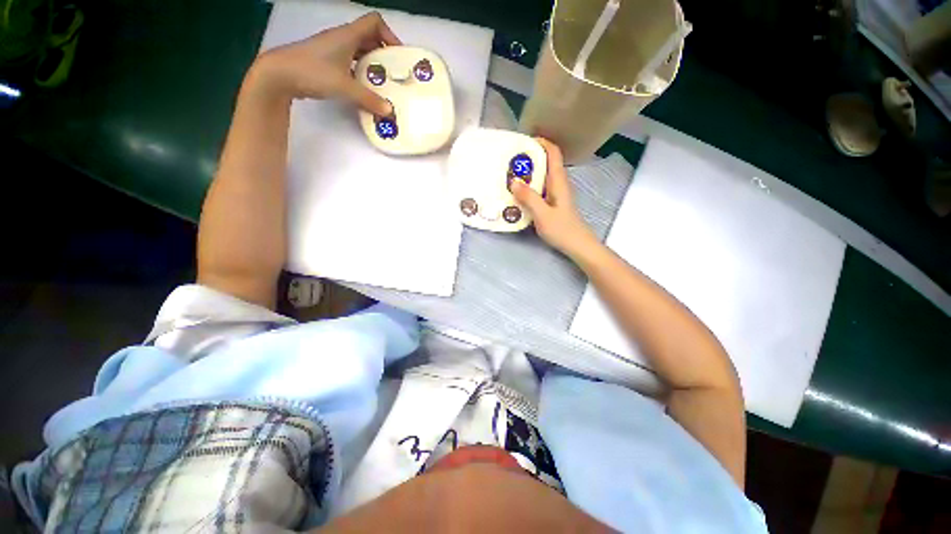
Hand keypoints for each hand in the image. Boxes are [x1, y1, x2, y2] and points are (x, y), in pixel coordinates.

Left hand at [250, 12, 400, 114]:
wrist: (280, 74)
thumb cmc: (313, 72)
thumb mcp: (345, 87)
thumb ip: (369, 99)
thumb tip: (389, 111)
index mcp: (348, 36)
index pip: (374, 22)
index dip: (389, 34)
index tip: (397, 55)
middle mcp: (341, 38)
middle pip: (369, 37)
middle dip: (383, 53)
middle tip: (393, 73)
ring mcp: (332, 49)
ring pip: (359, 50)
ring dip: (372, 63)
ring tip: (381, 83)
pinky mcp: (326, 61)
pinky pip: (349, 61)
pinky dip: (360, 71)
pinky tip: (363, 87)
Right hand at [510, 138, 599, 258]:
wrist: (577, 246)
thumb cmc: (562, 229)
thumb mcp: (542, 214)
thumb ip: (528, 197)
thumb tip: (513, 180)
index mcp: (558, 181)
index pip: (553, 153)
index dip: (541, 142)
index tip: (522, 142)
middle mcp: (558, 183)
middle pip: (546, 162)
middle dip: (529, 157)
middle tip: (509, 161)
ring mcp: (556, 193)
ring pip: (542, 176)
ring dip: (528, 173)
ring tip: (509, 175)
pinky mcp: (553, 203)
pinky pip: (540, 188)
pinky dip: (529, 186)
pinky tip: (518, 194)